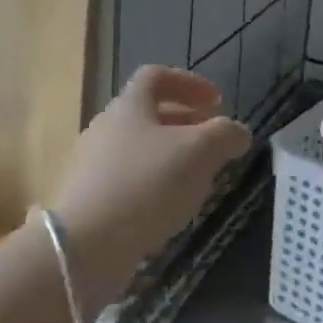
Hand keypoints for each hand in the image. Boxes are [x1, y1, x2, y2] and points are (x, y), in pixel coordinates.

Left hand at [53, 67, 250, 312]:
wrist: (85, 245)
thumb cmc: (145, 184)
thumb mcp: (198, 152)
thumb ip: (224, 135)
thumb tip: (238, 132)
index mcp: (129, 105)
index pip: (156, 76)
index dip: (189, 83)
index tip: (217, 102)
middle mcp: (106, 127)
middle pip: (147, 114)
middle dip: (184, 124)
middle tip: (212, 143)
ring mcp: (92, 164)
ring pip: (138, 149)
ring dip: (170, 157)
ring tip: (197, 180)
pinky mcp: (88, 199)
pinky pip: (127, 181)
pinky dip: (153, 185)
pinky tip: (169, 210)